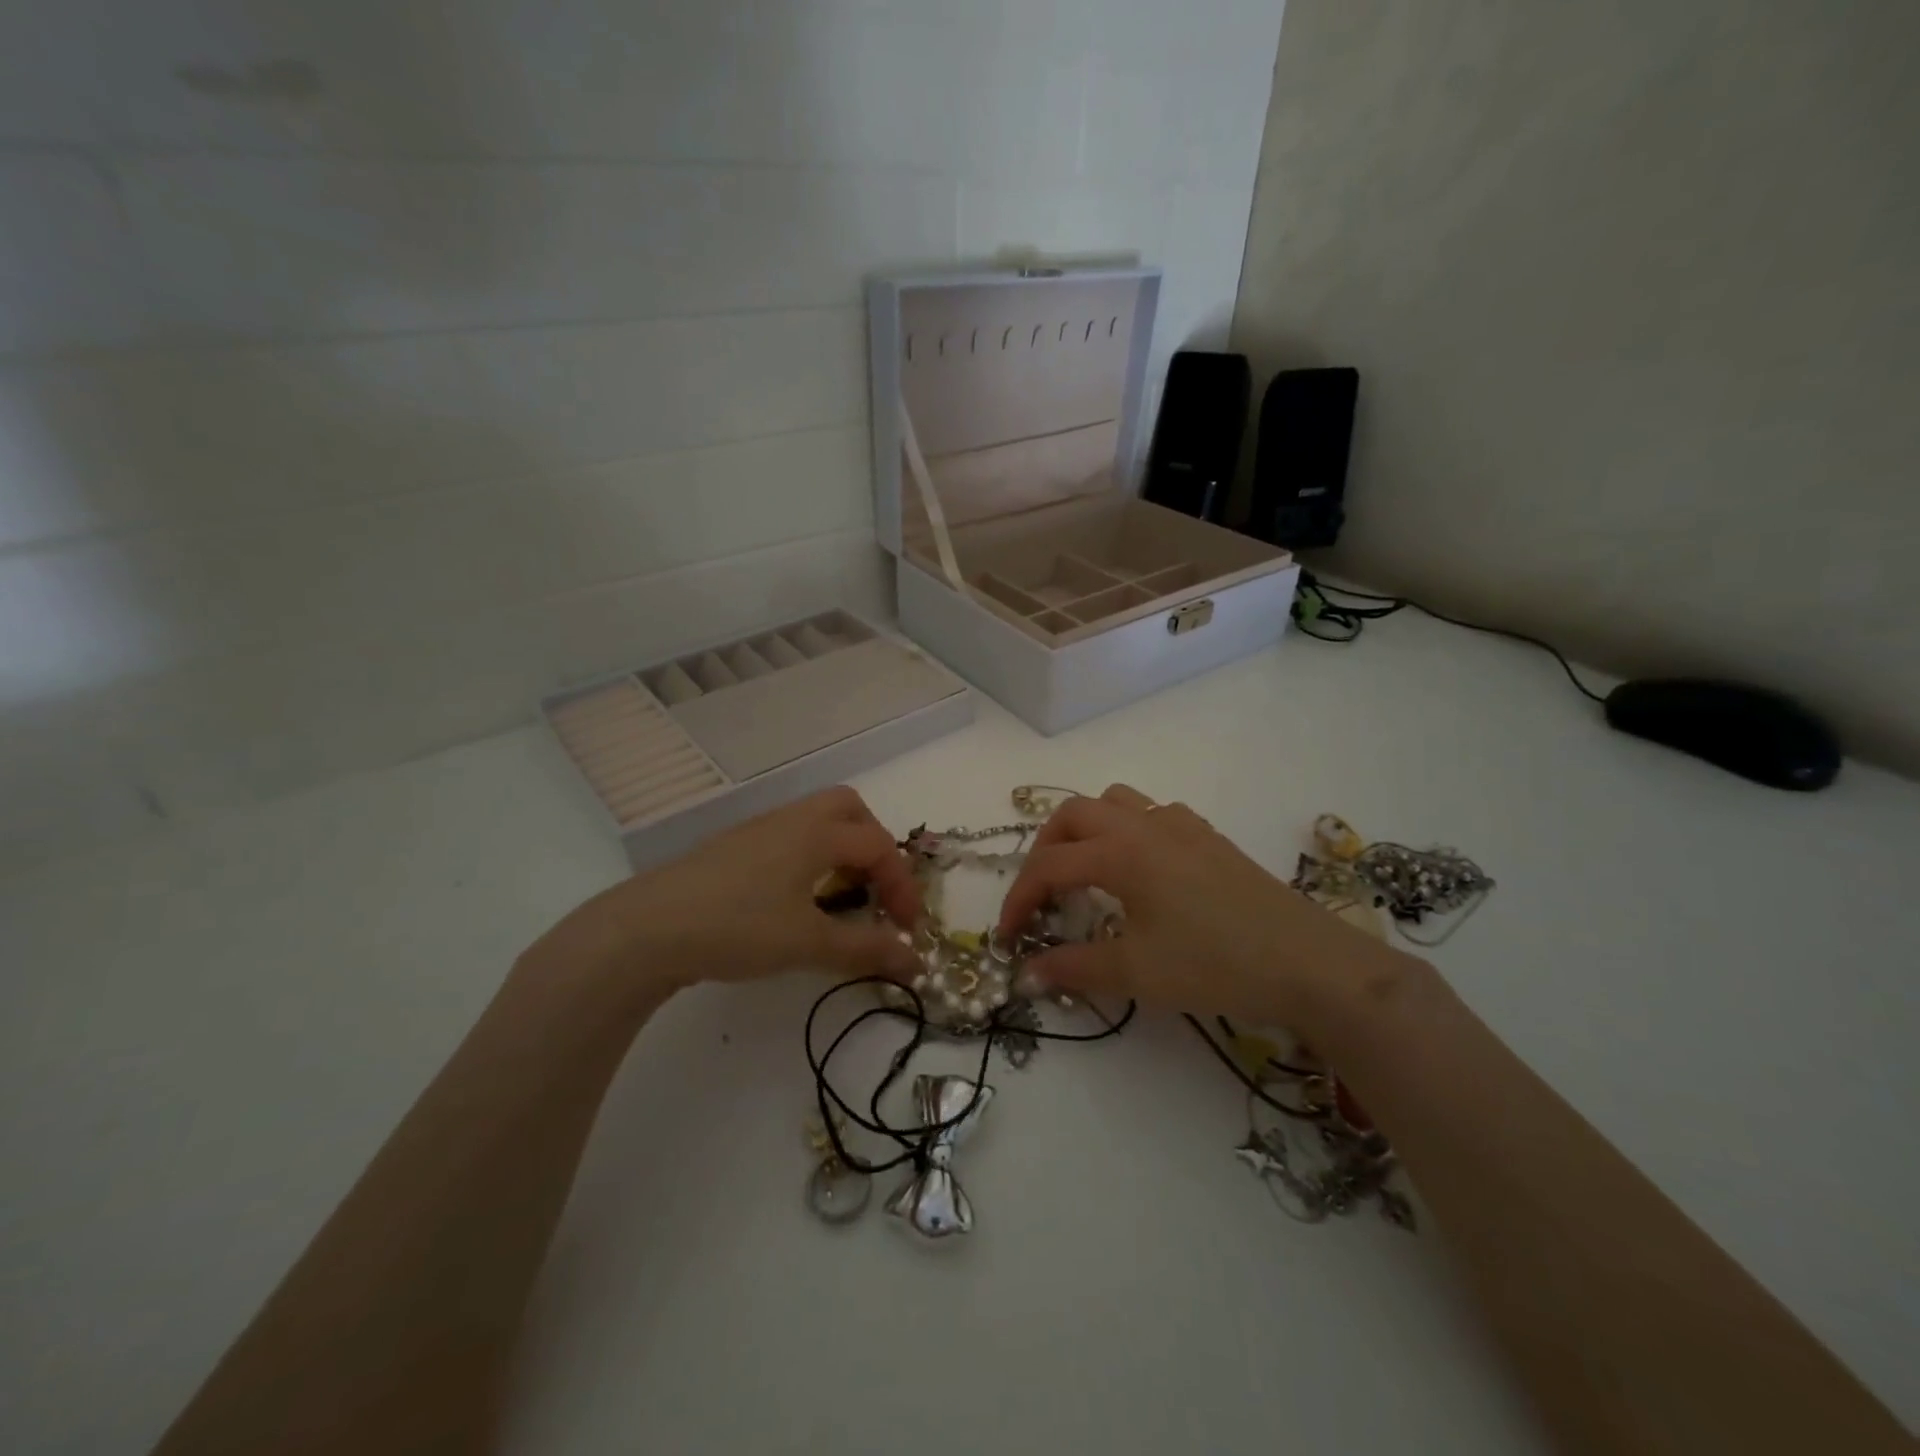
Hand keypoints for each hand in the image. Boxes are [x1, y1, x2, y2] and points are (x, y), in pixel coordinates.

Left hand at [518, 786, 922, 1013]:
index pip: (879, 847)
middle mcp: (791, 820)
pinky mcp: (733, 849)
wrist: (645, 930)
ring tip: (840, 898)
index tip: (909, 929)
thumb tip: (917, 963)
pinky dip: (811, 859)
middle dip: (874, 847)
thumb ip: (866, 949)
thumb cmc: (737, 927)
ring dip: (841, 852)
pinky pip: (789, 838)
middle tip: (876, 890)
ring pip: (816, 822)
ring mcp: (758, 831)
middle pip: (849, 810)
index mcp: (816, 833)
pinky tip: (796, 901)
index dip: (902, 886)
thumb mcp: (808, 943)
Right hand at [995, 784, 1411, 1030]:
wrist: (1309, 963)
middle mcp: (1144, 825)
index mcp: (1120, 851)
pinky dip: (1126, 829)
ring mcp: (1180, 825)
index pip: (1048, 866)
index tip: (1008, 937)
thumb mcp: (1137, 972)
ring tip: (1083, 871)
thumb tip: (1027, 973)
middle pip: (1072, 815)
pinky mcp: (1207, 836)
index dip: (1019, 900)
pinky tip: (1140, 870)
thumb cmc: (1215, 965)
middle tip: (1041, 896)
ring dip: (1085, 829)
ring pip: (1113, 801)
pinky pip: (1150, 813)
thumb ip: (1074, 968)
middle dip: (1044, 850)